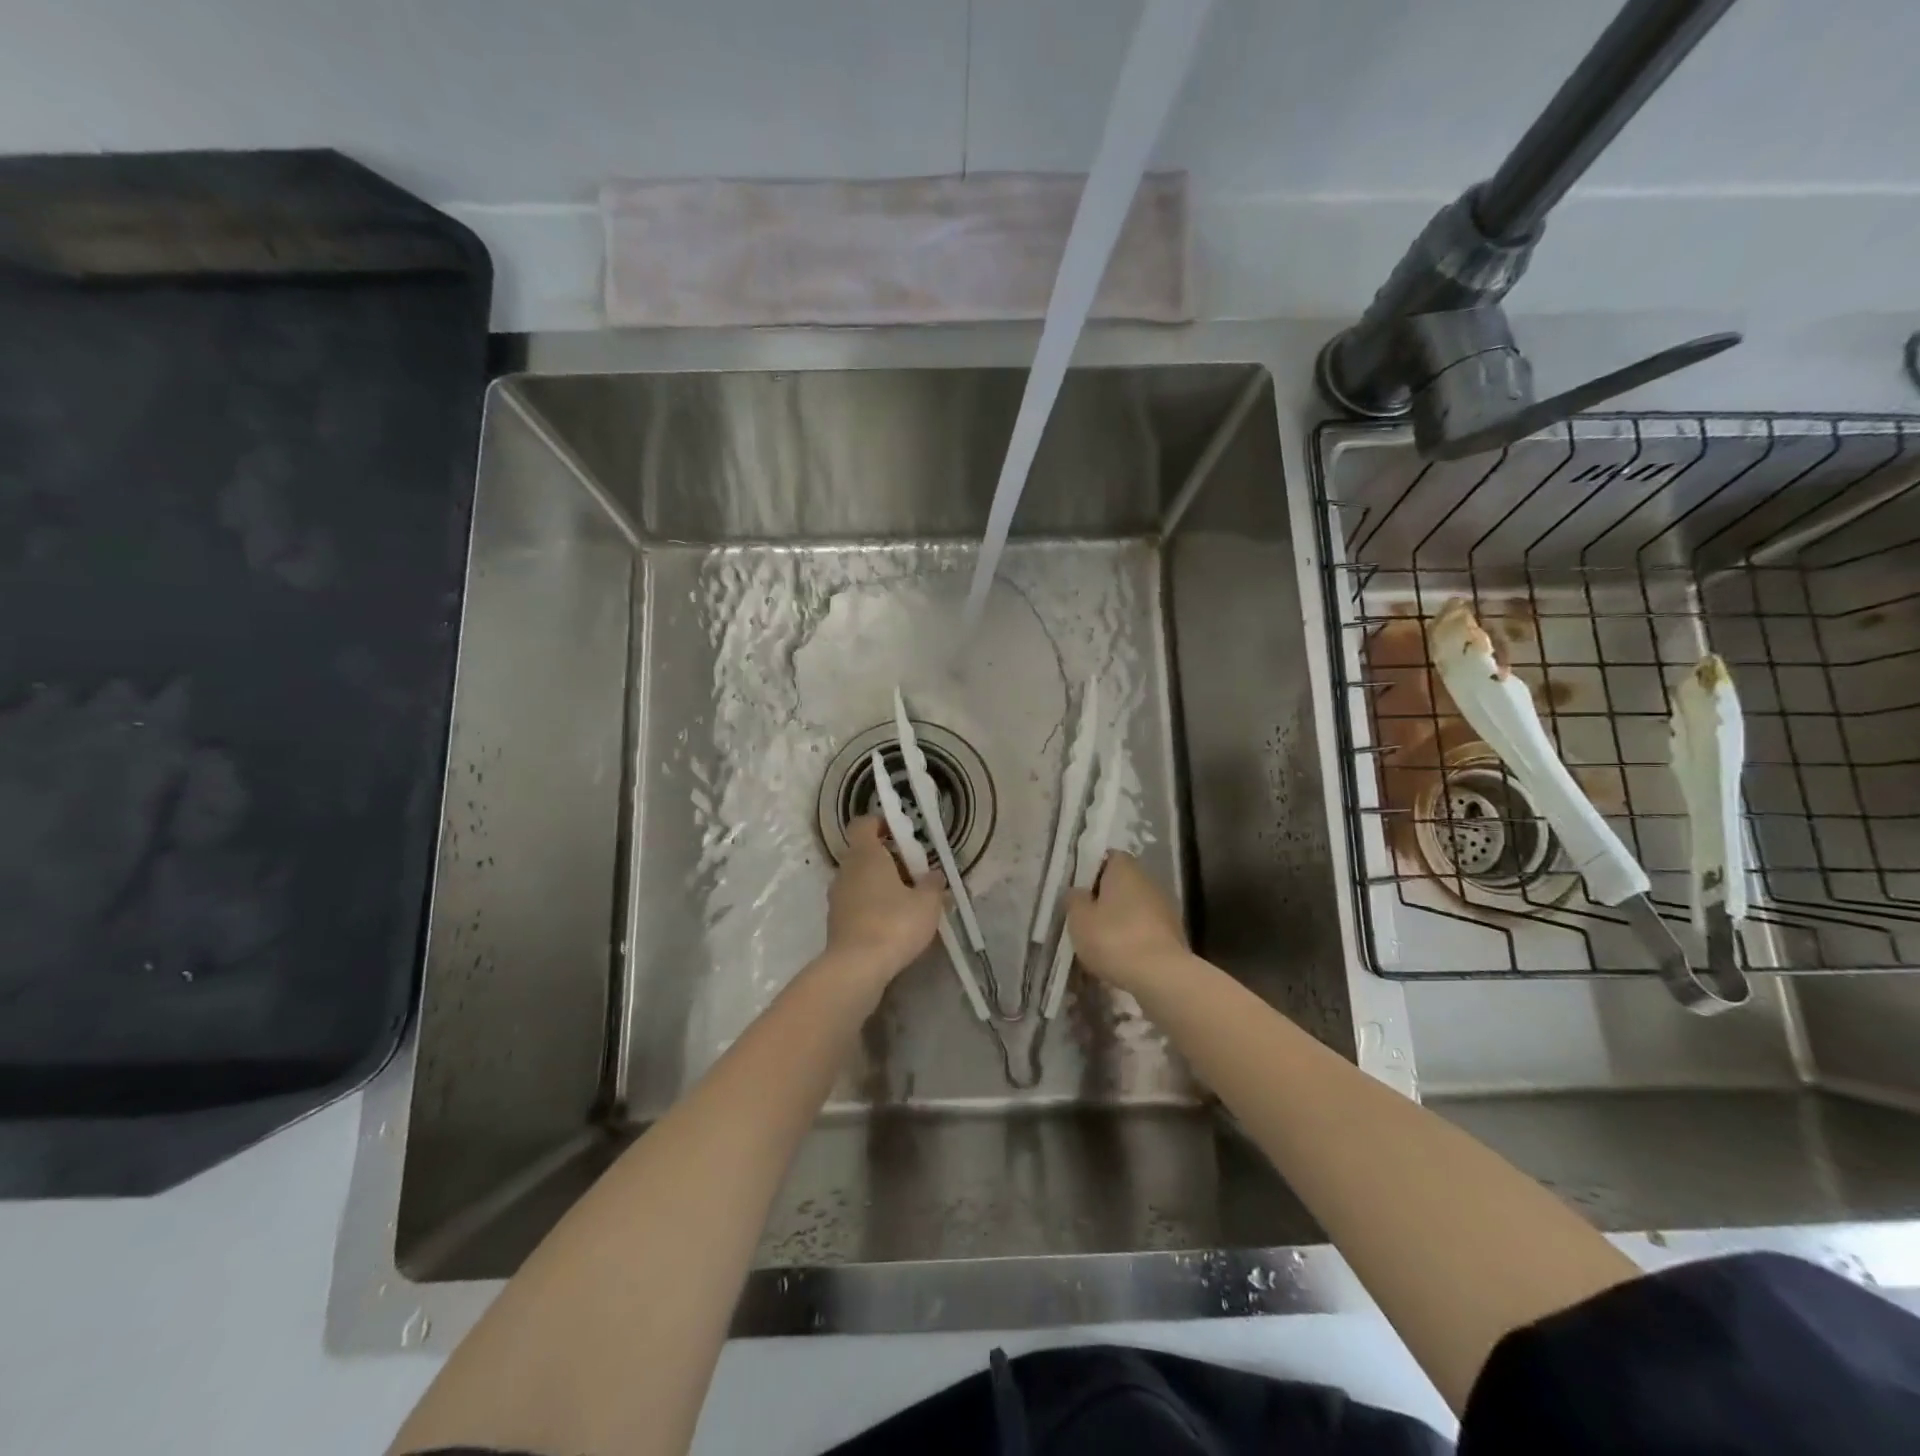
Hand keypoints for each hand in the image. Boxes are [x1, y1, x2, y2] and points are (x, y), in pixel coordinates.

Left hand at [824, 816, 946, 982]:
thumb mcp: (927, 903)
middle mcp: (845, 871)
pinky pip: (855, 903)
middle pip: (863, 853)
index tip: (900, 833)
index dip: (880, 823)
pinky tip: (892, 923)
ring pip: (859, 880)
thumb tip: (934, 874)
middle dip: (887, 858)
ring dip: (879, 884)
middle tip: (913, 872)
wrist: (856, 968)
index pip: (863, 824)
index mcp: (865, 855)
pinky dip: (871, 906)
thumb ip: (933, 884)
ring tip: (906, 901)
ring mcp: (836, 898)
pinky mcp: (835, 923)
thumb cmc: (894, 923)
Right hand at [1066, 852, 1187, 994]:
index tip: (1078, 891)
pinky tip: (1120, 958)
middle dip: (1104, 899)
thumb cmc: (1113, 938)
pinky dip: (1133, 939)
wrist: (1161, 976)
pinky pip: (1145, 930)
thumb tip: (1078, 892)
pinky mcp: (1173, 934)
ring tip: (1100, 944)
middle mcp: (1148, 880)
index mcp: (1125, 868)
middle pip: (1121, 883)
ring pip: (1133, 908)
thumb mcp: (1079, 918)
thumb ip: (1074, 899)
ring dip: (1119, 921)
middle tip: (1085, 919)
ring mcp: (1164, 907)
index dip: (1091, 871)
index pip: (1108, 857)